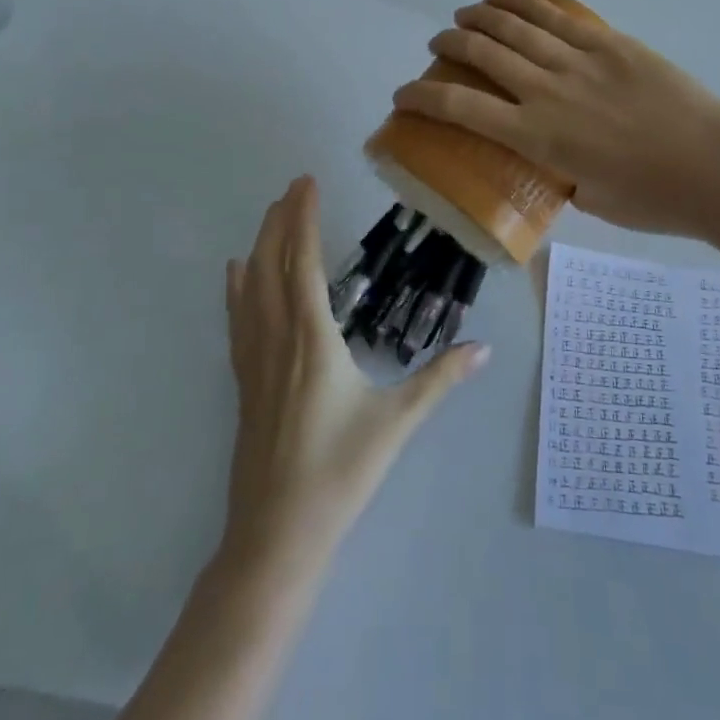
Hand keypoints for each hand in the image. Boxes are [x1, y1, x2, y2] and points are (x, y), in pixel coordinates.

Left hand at [222, 178, 488, 569]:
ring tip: (269, 214)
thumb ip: (440, 380)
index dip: (304, 219)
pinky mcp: (244, 383)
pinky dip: (236, 287)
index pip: (303, 262)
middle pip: (271, 265)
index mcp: (312, 339)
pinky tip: (235, 273)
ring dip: (260, 245)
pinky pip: (237, 319)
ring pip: (250, 288)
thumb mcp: (396, 423)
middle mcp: (277, 339)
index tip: (306, 183)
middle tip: (292, 186)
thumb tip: (484, 348)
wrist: (276, 536)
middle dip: (281, 220)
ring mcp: (254, 361)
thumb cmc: (339, 473)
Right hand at [392, 0, 719, 238]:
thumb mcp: (589, 201)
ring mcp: (580, 59)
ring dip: (480, 16)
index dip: (421, 99)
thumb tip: (551, 159)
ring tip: (466, 16)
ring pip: (515, 24)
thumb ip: (559, 174)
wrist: (718, 168)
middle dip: (449, 45)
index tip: (402, 95)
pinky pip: (557, 13)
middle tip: (440, 46)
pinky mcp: (609, 42)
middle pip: (482, 52)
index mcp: (538, 137)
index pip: (461, 109)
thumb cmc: (653, 199)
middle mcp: (548, 90)